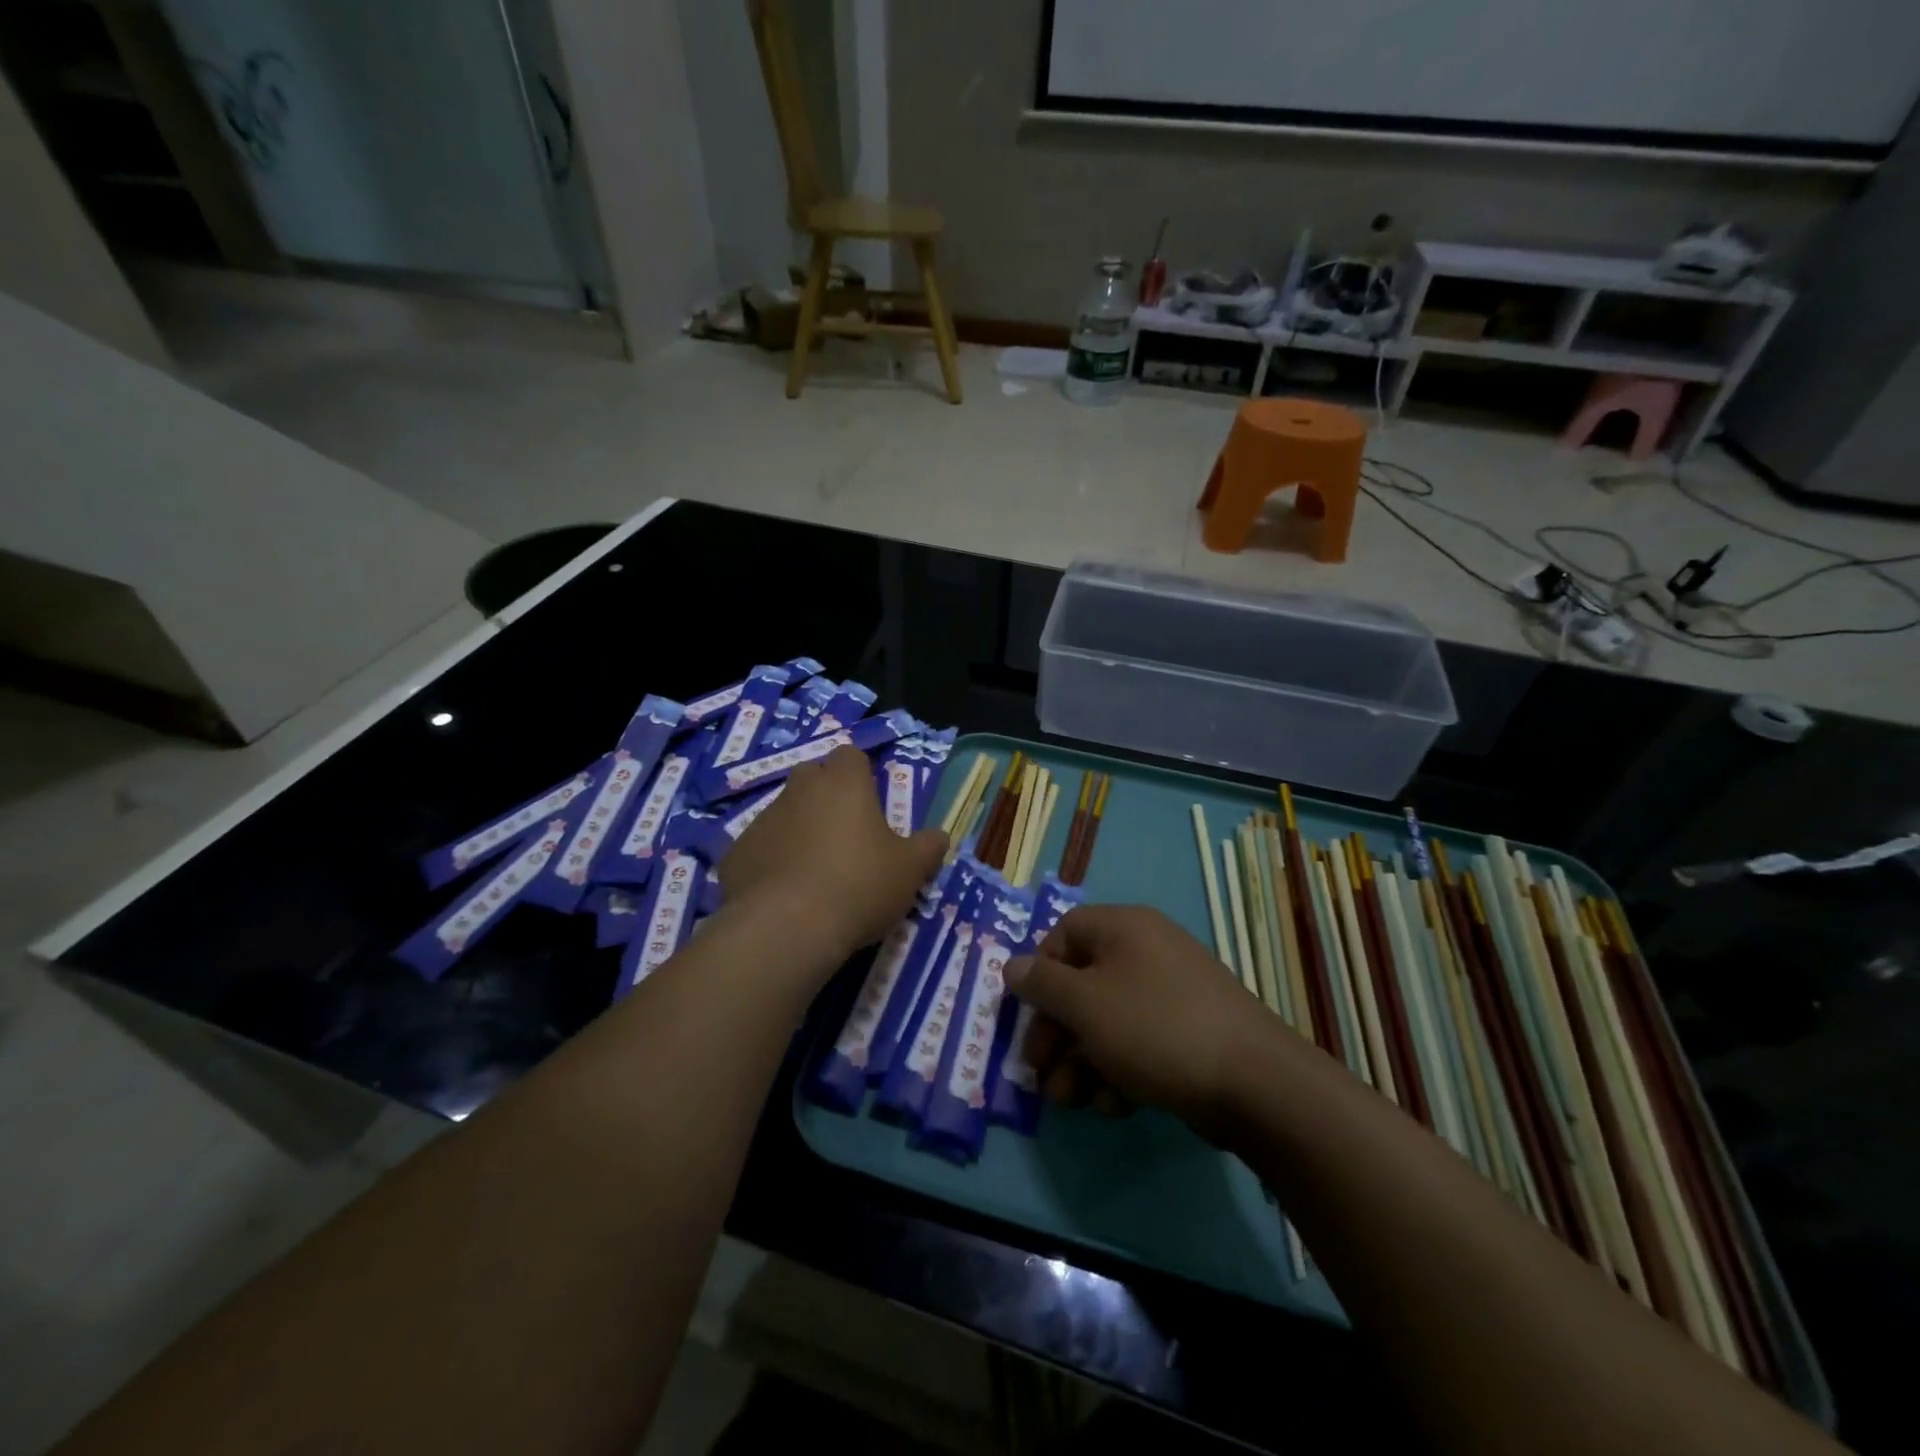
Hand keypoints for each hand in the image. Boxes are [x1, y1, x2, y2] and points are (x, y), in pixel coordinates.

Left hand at [720, 746, 945, 959]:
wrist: (787, 927)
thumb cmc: (859, 885)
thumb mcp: (910, 870)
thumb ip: (928, 847)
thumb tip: (939, 836)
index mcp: (843, 784)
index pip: (850, 755)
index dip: (860, 773)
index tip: (870, 800)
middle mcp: (799, 790)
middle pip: (812, 776)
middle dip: (826, 795)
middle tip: (845, 833)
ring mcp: (762, 820)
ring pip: (784, 812)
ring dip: (798, 829)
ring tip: (814, 870)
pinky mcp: (736, 853)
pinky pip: (760, 848)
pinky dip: (771, 861)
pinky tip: (783, 893)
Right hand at [1005, 905, 1298, 1139]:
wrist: (1255, 1083)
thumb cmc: (1156, 1029)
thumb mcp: (1086, 1005)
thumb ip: (1042, 984)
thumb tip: (1011, 966)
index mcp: (1124, 928)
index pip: (1064, 934)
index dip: (1040, 972)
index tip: (1028, 1014)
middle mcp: (1147, 950)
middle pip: (1083, 983)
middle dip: (1057, 1033)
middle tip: (1041, 1074)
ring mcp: (1172, 992)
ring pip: (1108, 1020)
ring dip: (1081, 1061)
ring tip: (1073, 1101)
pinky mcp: (1189, 1032)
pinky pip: (1139, 1041)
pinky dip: (1119, 1070)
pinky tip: (1115, 1104)